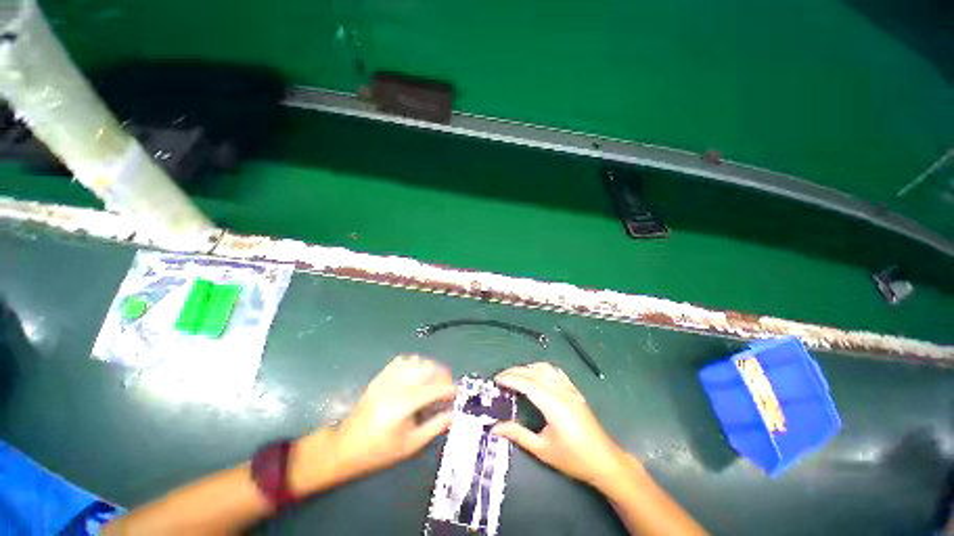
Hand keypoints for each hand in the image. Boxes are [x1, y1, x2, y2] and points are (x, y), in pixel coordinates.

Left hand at [326, 355, 455, 480]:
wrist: (345, 447)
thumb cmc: (379, 451)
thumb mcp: (410, 445)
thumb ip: (435, 426)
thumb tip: (454, 414)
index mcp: (404, 405)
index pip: (434, 388)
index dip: (450, 389)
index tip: (458, 394)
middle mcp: (396, 386)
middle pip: (427, 369)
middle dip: (443, 375)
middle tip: (448, 387)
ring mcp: (387, 379)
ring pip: (416, 361)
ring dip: (431, 367)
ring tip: (436, 379)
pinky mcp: (380, 376)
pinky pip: (402, 360)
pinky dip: (415, 362)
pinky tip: (418, 372)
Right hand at [492, 362, 627, 487]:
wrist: (605, 461)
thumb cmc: (573, 458)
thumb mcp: (542, 450)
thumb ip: (518, 434)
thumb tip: (495, 428)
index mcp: (552, 404)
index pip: (526, 383)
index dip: (509, 379)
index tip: (496, 379)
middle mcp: (560, 391)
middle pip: (533, 372)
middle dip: (515, 371)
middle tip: (500, 377)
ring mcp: (569, 389)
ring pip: (545, 368)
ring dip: (528, 368)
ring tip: (515, 375)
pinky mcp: (575, 390)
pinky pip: (556, 371)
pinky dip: (542, 368)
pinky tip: (537, 374)